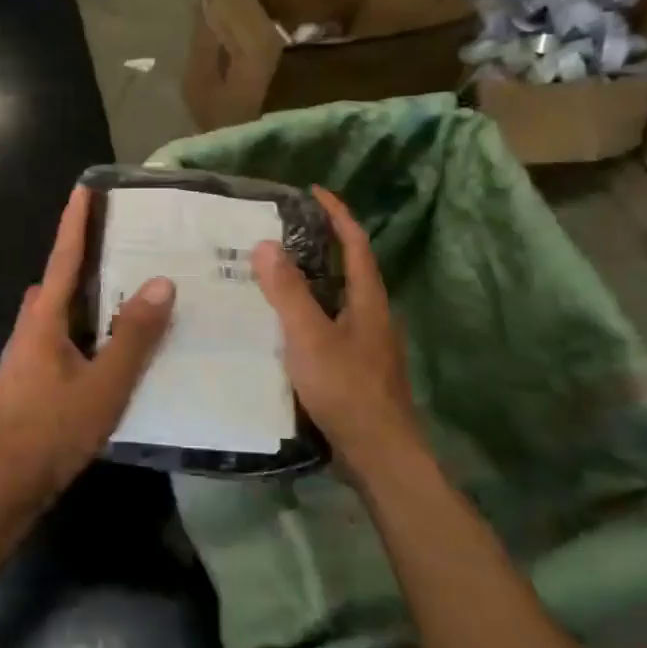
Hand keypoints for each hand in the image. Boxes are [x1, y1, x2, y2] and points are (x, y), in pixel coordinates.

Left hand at [0, 185, 175, 514]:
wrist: (8, 483)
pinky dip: (84, 322)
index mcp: (45, 320)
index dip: (76, 222)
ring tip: (124, 285)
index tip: (85, 188)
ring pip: (60, 309)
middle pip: (60, 280)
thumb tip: (160, 282)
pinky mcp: (31, 374)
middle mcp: (31, 326)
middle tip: (121, 239)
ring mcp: (27, 352)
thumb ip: (134, 335)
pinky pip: (61, 332)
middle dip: (85, 255)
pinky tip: (108, 339)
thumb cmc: (55, 430)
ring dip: (86, 292)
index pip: (64, 258)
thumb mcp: (106, 384)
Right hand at [251, 186, 420, 475]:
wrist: (379, 456)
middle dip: (320, 243)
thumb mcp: (310, 338)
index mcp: (368, 300)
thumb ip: (288, 292)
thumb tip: (267, 244)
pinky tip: (279, 323)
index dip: (337, 214)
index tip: (314, 191)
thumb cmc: (347, 390)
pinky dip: (305, 310)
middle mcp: (370, 315)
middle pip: (348, 267)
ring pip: (336, 297)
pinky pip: (327, 323)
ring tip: (271, 270)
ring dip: (310, 278)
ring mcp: (364, 343)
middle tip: (281, 230)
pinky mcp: (353, 367)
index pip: (355, 244)